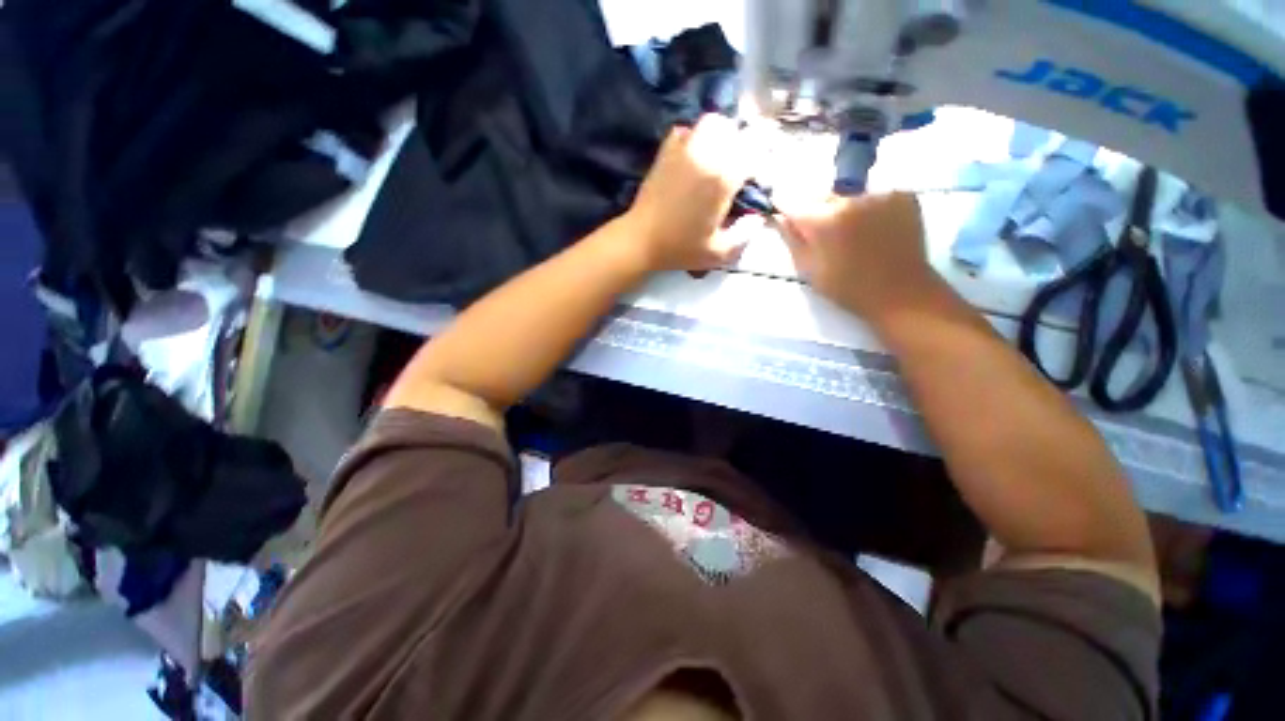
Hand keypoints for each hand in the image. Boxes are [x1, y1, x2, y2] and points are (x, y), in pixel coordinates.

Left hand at [626, 114, 750, 271]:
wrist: (641, 240)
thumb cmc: (680, 248)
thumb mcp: (719, 252)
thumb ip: (745, 235)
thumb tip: (757, 217)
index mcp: (723, 177)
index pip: (755, 152)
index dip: (761, 164)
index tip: (756, 182)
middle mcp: (706, 154)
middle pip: (735, 130)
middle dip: (742, 146)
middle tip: (739, 169)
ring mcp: (683, 149)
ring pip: (712, 123)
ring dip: (721, 136)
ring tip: (719, 159)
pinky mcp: (666, 152)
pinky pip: (686, 130)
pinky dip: (695, 137)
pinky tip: (695, 158)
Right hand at [779, 192, 936, 321]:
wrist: (900, 293)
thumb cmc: (847, 288)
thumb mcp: (809, 269)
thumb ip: (791, 239)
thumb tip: (777, 216)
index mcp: (825, 221)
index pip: (791, 201)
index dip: (785, 211)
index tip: (787, 221)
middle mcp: (851, 199)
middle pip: (820, 195)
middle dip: (814, 211)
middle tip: (822, 236)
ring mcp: (880, 194)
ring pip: (846, 195)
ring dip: (841, 210)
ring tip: (849, 235)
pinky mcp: (902, 194)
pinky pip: (872, 196)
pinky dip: (866, 208)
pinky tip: (872, 229)